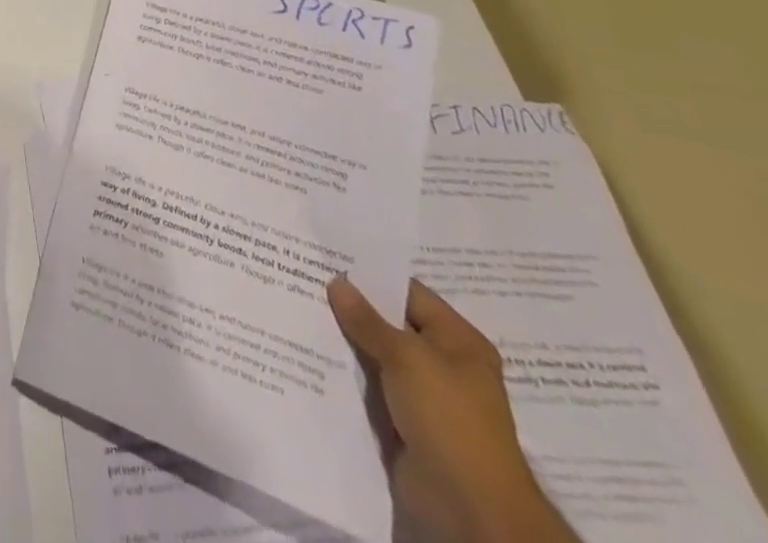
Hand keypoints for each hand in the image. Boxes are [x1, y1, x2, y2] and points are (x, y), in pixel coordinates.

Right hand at [327, 276, 578, 542]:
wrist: (468, 507)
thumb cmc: (448, 417)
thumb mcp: (406, 357)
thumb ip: (367, 319)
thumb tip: (337, 281)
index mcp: (458, 341)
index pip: (409, 293)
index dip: (371, 277)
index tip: (328, 259)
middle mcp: (444, 364)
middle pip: (391, 325)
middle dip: (352, 309)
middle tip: (305, 279)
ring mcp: (424, 397)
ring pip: (377, 357)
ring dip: (346, 343)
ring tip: (299, 310)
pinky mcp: (405, 424)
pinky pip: (371, 389)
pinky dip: (347, 375)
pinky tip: (311, 354)